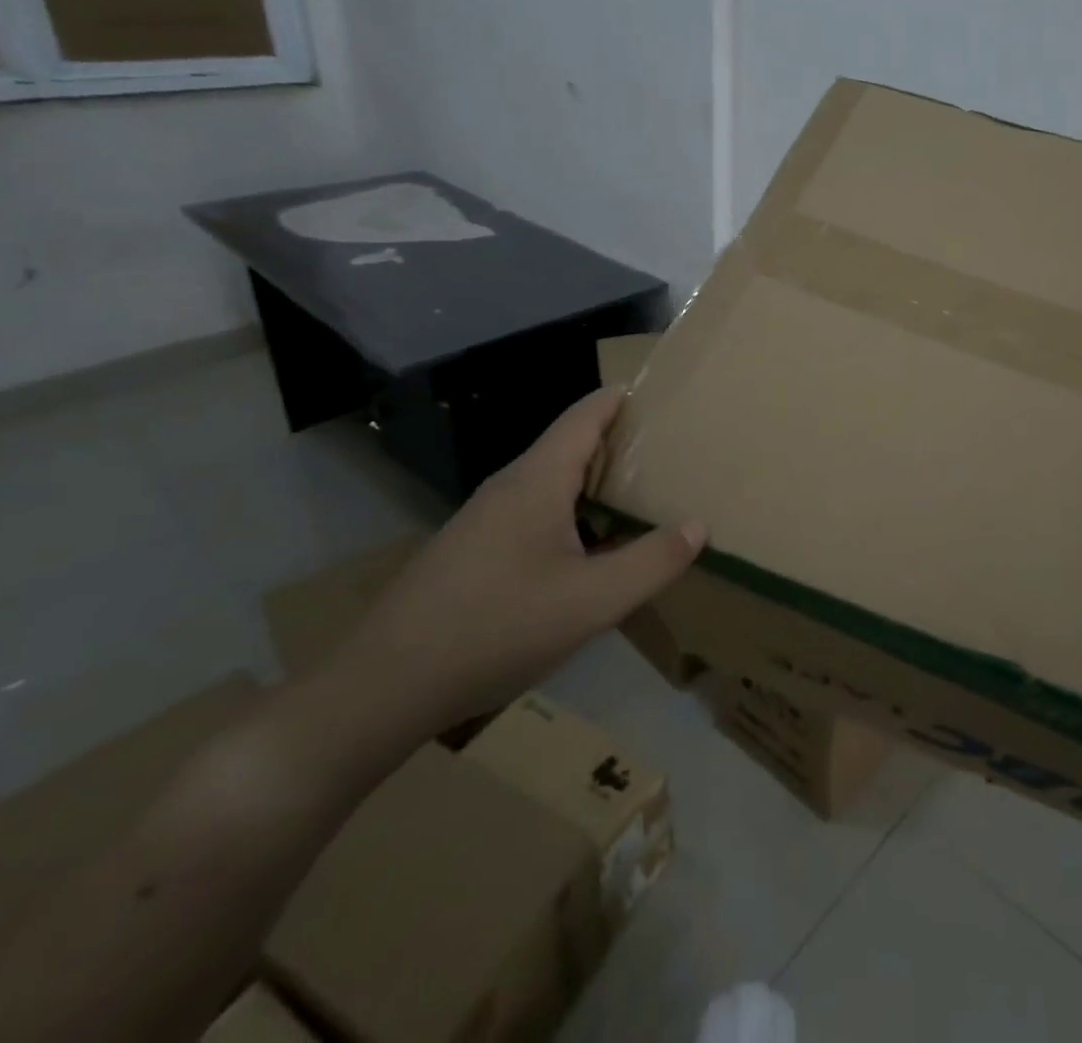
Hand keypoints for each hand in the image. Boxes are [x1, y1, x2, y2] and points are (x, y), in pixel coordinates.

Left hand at [335, 388, 705, 735]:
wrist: (383, 688)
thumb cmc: (497, 628)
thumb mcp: (592, 601)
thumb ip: (652, 562)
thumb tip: (698, 526)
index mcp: (537, 481)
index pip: (585, 416)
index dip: (621, 399)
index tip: (660, 394)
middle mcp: (508, 488)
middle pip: (569, 447)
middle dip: (619, 445)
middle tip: (667, 455)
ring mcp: (483, 521)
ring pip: (550, 485)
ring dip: (593, 485)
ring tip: (637, 501)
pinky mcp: (470, 553)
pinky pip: (532, 515)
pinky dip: (569, 516)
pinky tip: (585, 554)